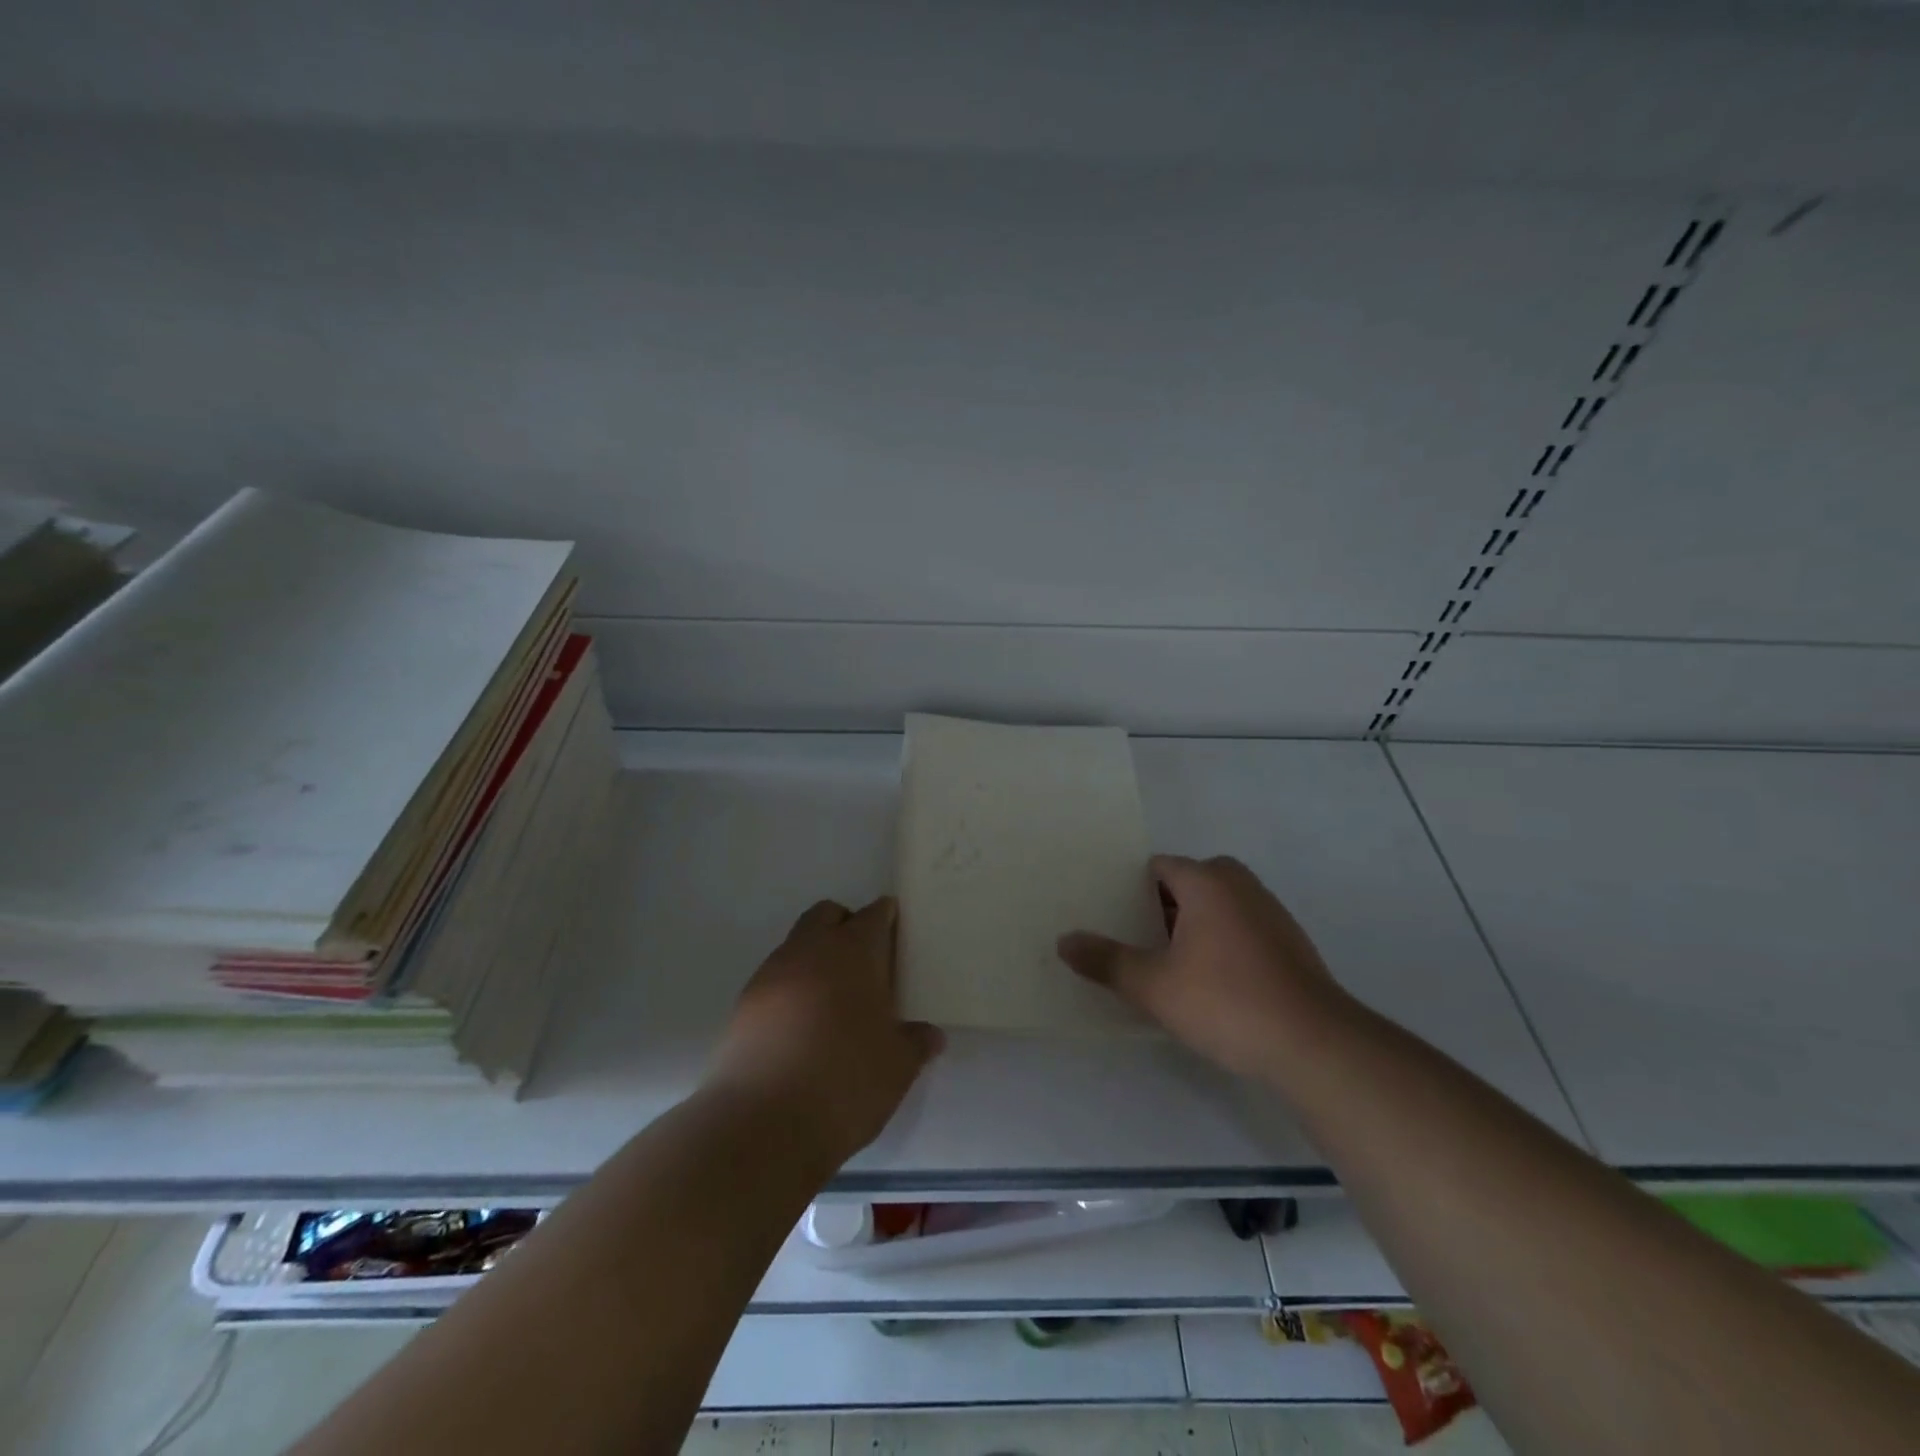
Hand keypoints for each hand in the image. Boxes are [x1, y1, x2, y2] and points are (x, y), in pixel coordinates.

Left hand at [709, 897, 944, 1167]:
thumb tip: (930, 1035)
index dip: (886, 917)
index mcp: (852, 953)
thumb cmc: (845, 1082)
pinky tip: (802, 1028)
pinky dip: (791, 990)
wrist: (761, 1125)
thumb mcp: (897, 1067)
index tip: (896, 929)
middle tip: (864, 961)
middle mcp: (809, 951)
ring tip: (833, 1002)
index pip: (873, 916)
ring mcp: (770, 976)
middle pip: (826, 915)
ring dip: (815, 959)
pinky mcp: (743, 1007)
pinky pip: (774, 981)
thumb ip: (915, 1043)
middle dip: (845, 925)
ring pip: (796, 946)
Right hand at [1057, 855, 1351, 1080]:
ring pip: (1217, 906)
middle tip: (1133, 937)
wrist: (1314, 1045)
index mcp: (1206, 881)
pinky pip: (1241, 927)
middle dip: (1161, 906)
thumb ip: (1106, 961)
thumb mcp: (1153, 986)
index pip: (1159, 867)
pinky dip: (1220, 942)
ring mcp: (1270, 913)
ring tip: (1164, 962)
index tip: (1110, 911)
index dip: (1131, 886)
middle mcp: (1240, 885)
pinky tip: (1209, 982)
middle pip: (1188, 882)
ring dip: (1192, 925)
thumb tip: (1064, 941)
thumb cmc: (1226, 1002)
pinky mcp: (1290, 943)